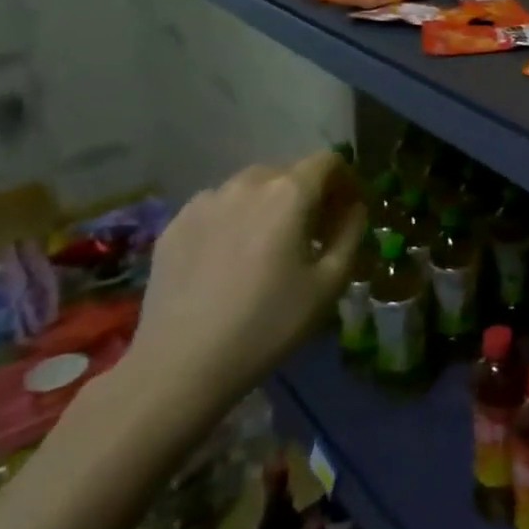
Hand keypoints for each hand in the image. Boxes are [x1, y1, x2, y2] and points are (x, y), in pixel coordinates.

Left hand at [122, 149, 366, 425]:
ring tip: (268, 244)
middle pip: (289, 172)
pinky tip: (230, 259)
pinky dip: (234, 219)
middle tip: (313, 232)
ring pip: (250, 187)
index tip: (348, 210)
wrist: (179, 367)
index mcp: (289, 193)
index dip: (346, 180)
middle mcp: (246, 184)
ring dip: (269, 204)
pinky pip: (217, 207)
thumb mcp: (331, 283)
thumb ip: (351, 232)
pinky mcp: (174, 225)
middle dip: (308, 193)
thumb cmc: (268, 324)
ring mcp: (205, 202)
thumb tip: (354, 207)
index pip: (328, 161)